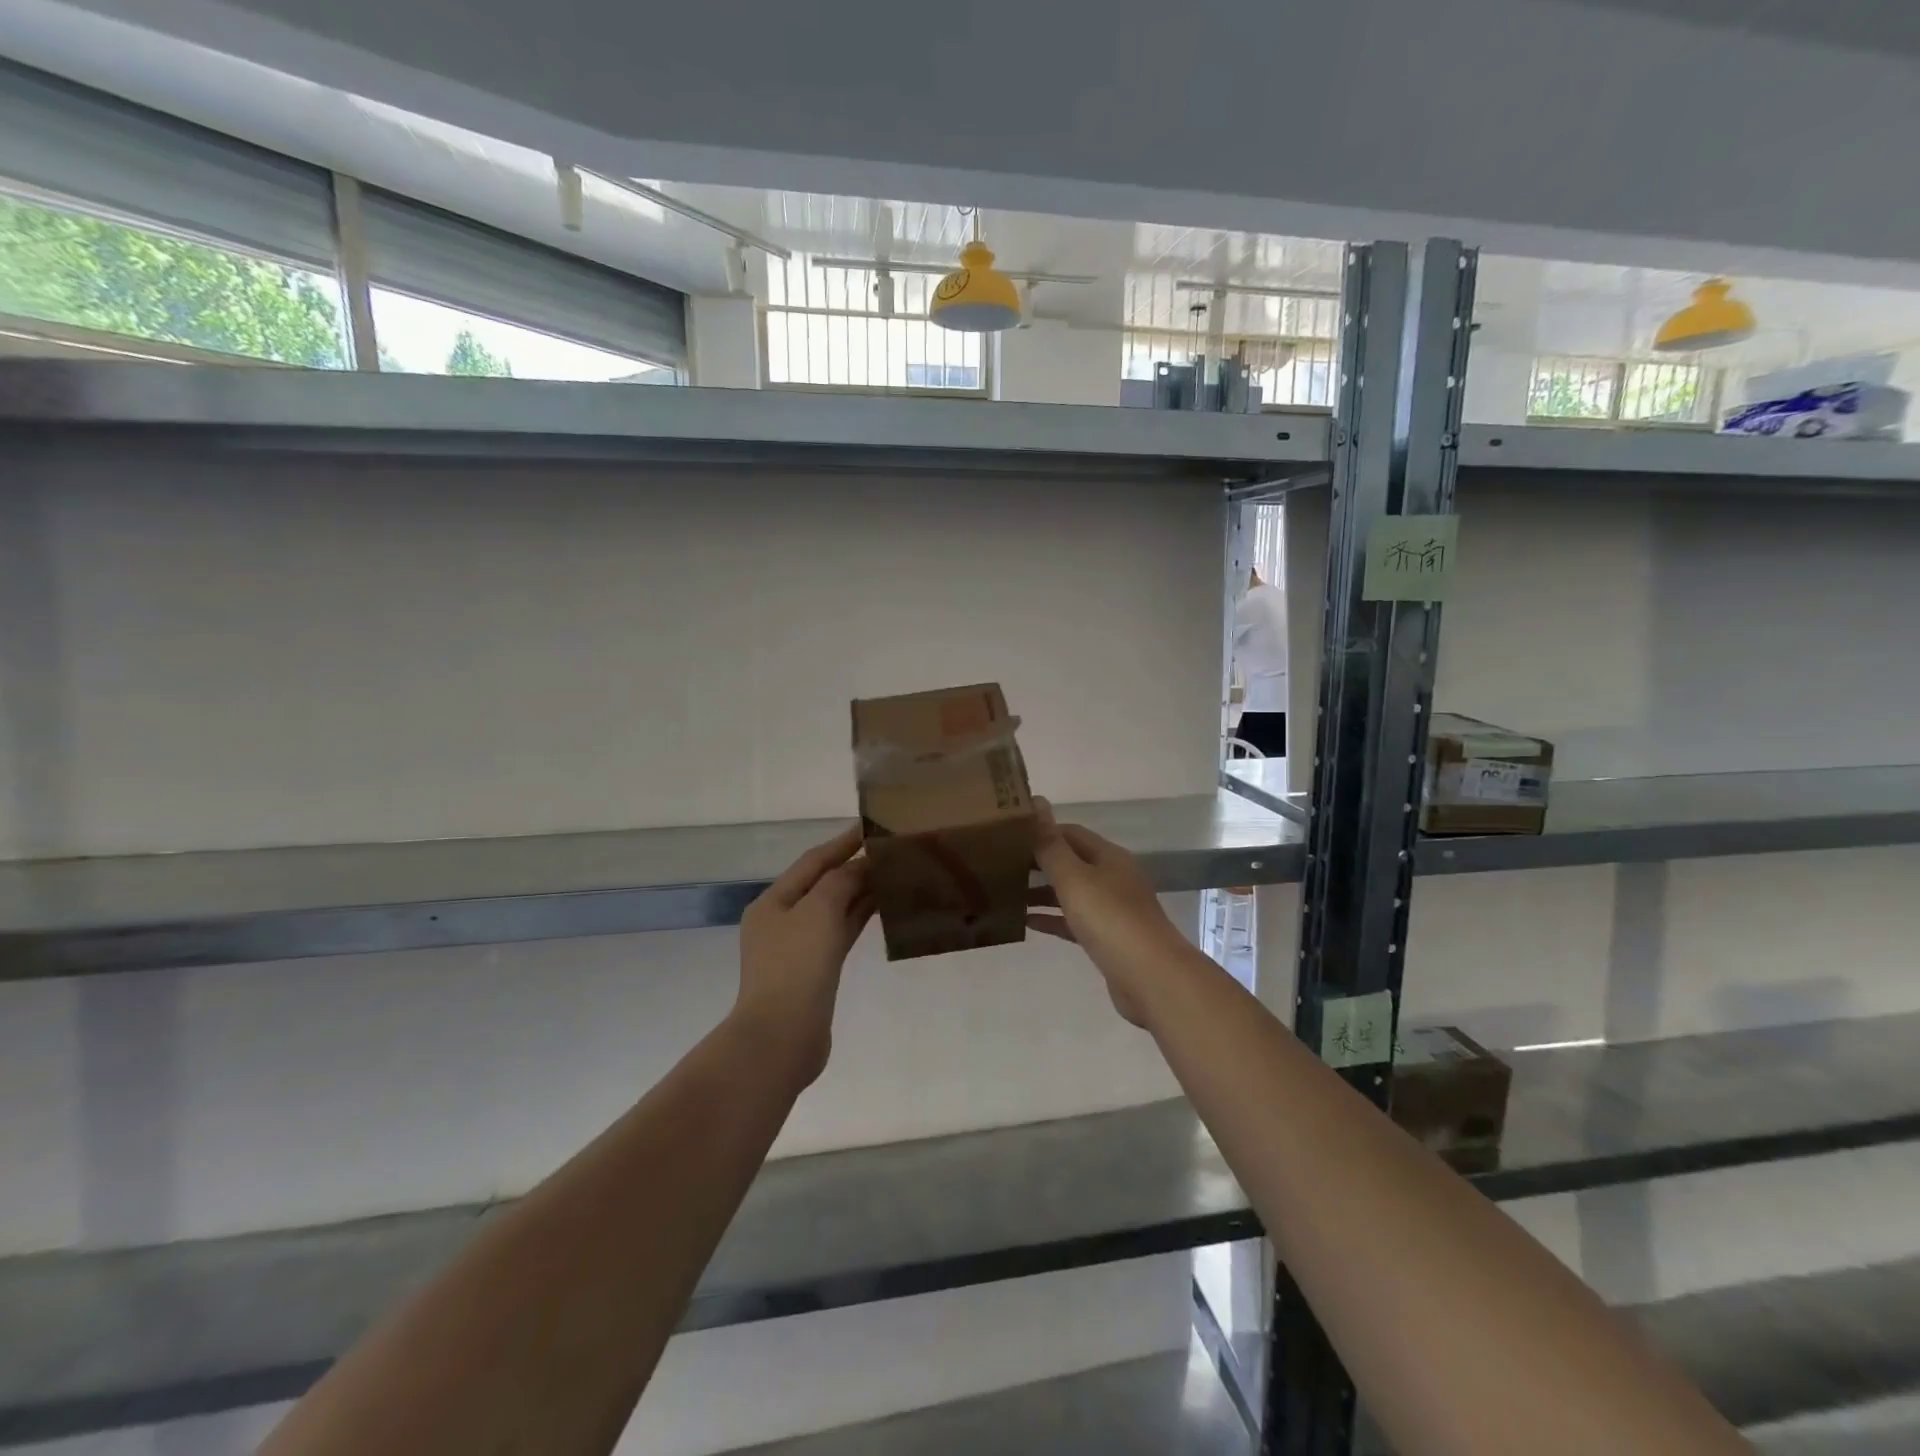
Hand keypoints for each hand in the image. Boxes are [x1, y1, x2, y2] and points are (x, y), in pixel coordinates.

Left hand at [735, 825, 873, 1089]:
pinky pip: (841, 933)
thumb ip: (841, 880)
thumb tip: (861, 866)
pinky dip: (860, 918)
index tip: (871, 826)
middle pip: (823, 884)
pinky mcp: (816, 972)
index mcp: (773, 901)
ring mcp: (798, 948)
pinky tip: (883, 908)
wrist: (782, 1037)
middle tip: (891, 850)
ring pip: (834, 909)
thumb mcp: (818, 910)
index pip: (813, 861)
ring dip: (860, 892)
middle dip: (854, 866)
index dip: (842, 842)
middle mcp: (782, 920)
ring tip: (894, 874)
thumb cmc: (796, 966)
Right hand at [1026, 798, 1185, 1027]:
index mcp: (1108, 857)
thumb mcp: (1074, 878)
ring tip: (1006, 892)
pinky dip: (1052, 919)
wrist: (1151, 978)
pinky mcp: (1108, 939)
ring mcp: (1112, 909)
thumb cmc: (1110, 919)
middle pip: (1071, 862)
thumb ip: (1051, 845)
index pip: (1070, 833)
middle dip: (1038, 862)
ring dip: (1042, 892)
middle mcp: (1112, 878)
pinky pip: (1074, 921)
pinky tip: (1026, 922)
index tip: (1008, 836)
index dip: (1041, 831)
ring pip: (1071, 893)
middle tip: (1000, 864)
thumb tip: (1036, 802)